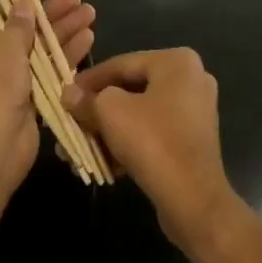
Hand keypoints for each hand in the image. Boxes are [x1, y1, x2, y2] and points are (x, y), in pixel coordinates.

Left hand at [0, 0, 95, 199]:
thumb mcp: (5, 47)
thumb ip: (19, 23)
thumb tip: (25, 3)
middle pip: (19, 26)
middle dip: (49, 13)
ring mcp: (3, 78)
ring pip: (36, 47)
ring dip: (62, 31)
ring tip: (90, 12)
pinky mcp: (24, 97)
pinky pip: (45, 69)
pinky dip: (64, 55)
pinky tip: (88, 39)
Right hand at [61, 48, 239, 253]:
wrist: (194, 200)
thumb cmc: (152, 141)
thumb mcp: (110, 112)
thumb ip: (87, 99)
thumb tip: (69, 95)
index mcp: (176, 61)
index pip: (121, 64)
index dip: (89, 79)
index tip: (65, 94)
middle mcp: (191, 79)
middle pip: (131, 89)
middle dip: (98, 109)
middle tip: (73, 121)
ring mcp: (196, 111)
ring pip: (141, 113)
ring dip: (111, 129)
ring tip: (83, 146)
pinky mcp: (194, 141)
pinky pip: (154, 132)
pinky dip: (130, 143)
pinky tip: (106, 162)